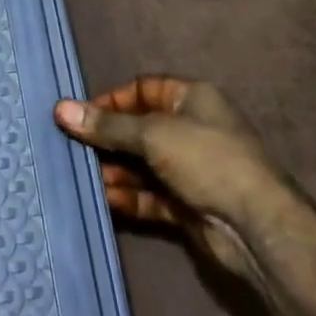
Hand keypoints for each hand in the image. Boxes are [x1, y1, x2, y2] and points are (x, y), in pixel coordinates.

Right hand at [53, 76, 279, 248]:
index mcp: (192, 99)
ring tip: (82, 176)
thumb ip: (107, 125)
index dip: (111, 100)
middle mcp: (191, 129)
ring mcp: (189, 169)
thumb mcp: (153, 134)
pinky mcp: (186, 204)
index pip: (143, 89)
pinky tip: (104, 199)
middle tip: (71, 148)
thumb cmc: (206, 160)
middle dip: (106, 139)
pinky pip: (149, 195)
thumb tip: (60, 108)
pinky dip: (127, 196)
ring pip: (141, 164)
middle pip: (138, 128)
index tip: (79, 116)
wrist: (255, 226)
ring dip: (113, 170)